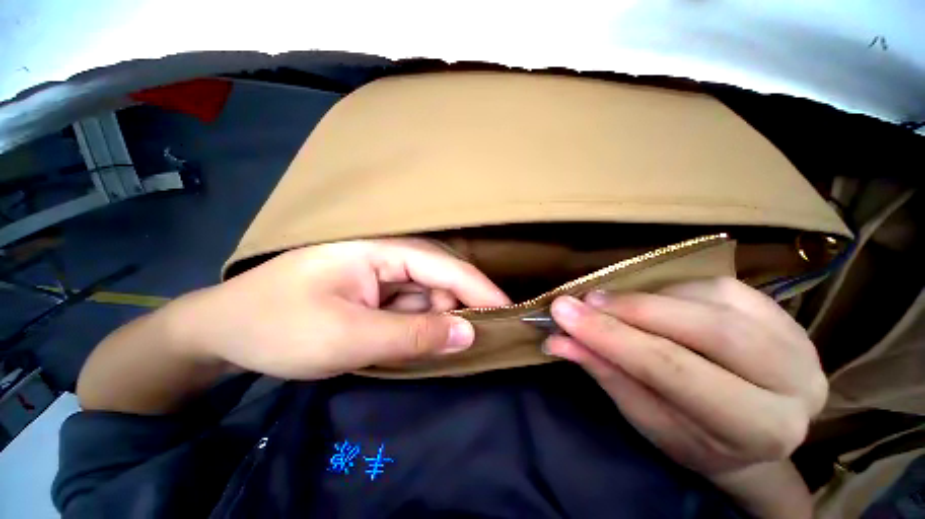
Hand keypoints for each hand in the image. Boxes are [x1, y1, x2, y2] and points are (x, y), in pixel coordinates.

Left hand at [172, 238, 509, 378]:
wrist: (222, 332)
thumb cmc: (277, 327)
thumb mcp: (349, 337)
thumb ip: (414, 335)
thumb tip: (468, 334)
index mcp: (379, 249)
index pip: (442, 264)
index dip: (478, 287)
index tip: (508, 310)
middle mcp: (385, 255)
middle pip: (438, 277)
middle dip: (457, 307)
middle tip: (475, 340)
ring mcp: (379, 274)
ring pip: (426, 294)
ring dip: (436, 320)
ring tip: (438, 347)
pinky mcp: (373, 292)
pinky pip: (409, 306)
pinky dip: (419, 325)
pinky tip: (416, 343)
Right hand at [543, 277, 826, 478]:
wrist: (751, 433)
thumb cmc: (694, 437)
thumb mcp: (645, 417)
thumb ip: (605, 373)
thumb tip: (558, 340)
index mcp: (758, 428)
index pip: (674, 370)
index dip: (612, 336)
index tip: (563, 311)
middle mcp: (794, 382)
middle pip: (706, 329)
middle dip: (632, 308)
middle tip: (585, 300)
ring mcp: (797, 339)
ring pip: (710, 298)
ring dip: (649, 298)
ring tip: (612, 305)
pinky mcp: (781, 311)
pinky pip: (717, 286)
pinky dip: (672, 290)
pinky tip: (654, 303)